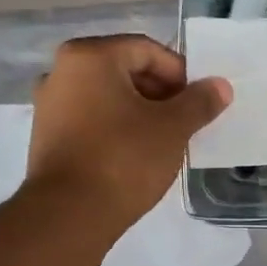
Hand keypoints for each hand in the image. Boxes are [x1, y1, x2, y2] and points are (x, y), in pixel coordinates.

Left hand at [25, 34, 230, 230]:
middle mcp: (61, 71)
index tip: (198, 103)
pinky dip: (116, 128)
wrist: (69, 215)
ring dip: (139, 112)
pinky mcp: (46, 136)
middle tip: (185, 122)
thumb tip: (220, 86)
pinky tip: (135, 154)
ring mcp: (49, 105)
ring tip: (164, 141)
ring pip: (108, 97)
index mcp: (90, 56)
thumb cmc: (124, 159)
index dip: (180, 74)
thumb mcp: (172, 128)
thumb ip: (199, 102)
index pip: (147, 50)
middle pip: (125, 71)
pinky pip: (90, 120)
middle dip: (160, 93)